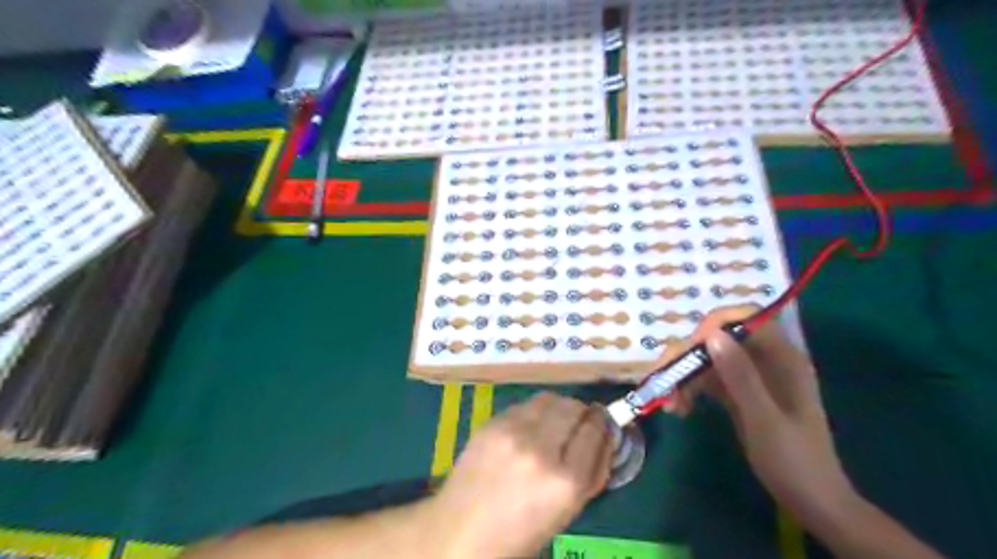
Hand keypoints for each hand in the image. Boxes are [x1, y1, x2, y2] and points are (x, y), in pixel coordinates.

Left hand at [429, 393, 617, 558]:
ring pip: (550, 399)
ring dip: (559, 407)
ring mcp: (513, 432)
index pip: (595, 429)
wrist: (462, 530)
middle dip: (582, 412)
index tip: (602, 421)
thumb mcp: (569, 511)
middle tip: (579, 422)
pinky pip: (525, 405)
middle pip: (573, 407)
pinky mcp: (492, 423)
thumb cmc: (522, 530)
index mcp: (566, 481)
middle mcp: (541, 450)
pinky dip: (535, 412)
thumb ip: (594, 471)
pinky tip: (528, 429)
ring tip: (554, 423)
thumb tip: (607, 434)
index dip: (602, 422)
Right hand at [660, 307, 860, 533]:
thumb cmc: (794, 461)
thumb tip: (712, 334)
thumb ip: (740, 376)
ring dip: (684, 376)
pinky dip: (690, 390)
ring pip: (708, 360)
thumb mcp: (764, 419)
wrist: (811, 502)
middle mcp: (765, 361)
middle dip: (689, 356)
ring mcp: (750, 378)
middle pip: (719, 339)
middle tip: (665, 378)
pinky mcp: (738, 394)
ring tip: (670, 404)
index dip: (715, 324)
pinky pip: (708, 380)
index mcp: (782, 358)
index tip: (691, 349)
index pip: (747, 319)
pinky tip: (679, 409)